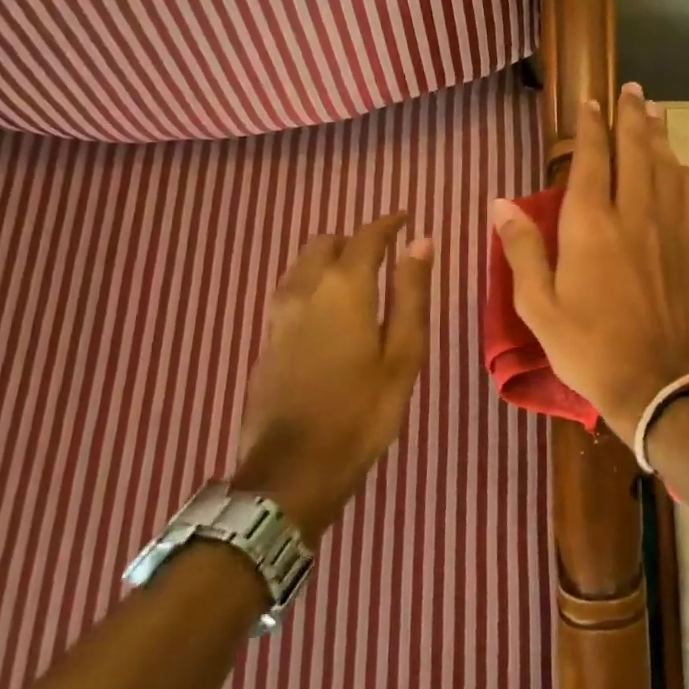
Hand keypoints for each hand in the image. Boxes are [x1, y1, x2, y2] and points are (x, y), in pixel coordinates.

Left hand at [233, 213, 432, 537]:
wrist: (292, 470)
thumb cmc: (362, 411)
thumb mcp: (403, 354)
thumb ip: (411, 295)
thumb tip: (422, 243)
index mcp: (344, 289)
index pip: (366, 238)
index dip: (387, 224)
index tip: (406, 218)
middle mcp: (305, 291)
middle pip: (325, 244)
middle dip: (355, 240)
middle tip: (385, 253)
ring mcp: (278, 315)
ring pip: (302, 266)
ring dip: (329, 259)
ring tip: (358, 276)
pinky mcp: (266, 340)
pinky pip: (290, 290)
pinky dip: (313, 282)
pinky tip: (329, 307)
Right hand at [491, 83, 688, 438]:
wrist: (661, 381)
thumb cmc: (590, 348)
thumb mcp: (539, 307)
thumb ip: (522, 250)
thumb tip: (501, 203)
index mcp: (591, 225)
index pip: (591, 159)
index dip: (590, 127)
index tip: (591, 103)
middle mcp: (635, 214)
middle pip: (636, 151)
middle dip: (633, 116)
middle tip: (634, 90)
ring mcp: (672, 229)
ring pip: (667, 168)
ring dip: (660, 136)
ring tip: (657, 112)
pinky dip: (683, 174)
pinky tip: (680, 167)